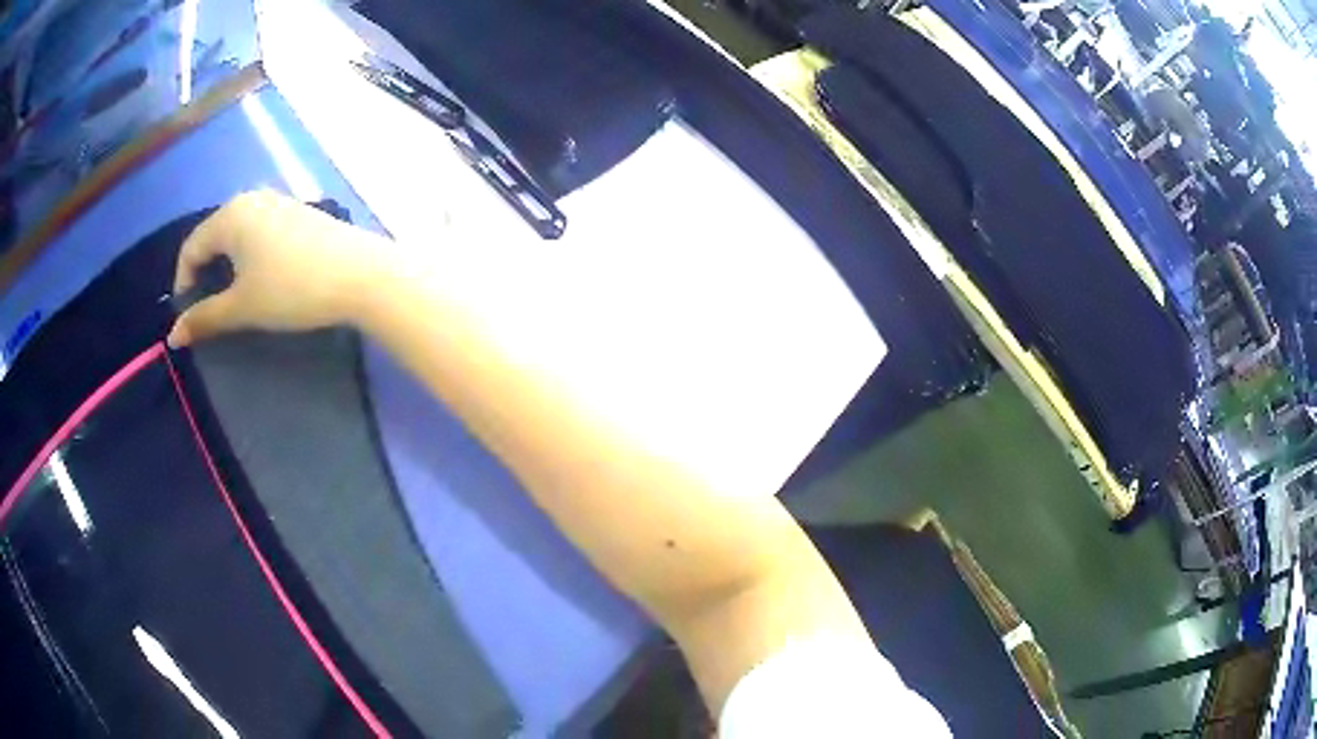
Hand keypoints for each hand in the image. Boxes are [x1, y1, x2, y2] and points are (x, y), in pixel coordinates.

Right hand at [167, 191, 388, 346]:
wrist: (361, 274)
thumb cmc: (292, 289)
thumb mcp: (242, 307)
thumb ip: (204, 318)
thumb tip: (173, 336)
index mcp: (231, 214)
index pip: (191, 248)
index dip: (183, 284)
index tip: (189, 317)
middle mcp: (252, 198)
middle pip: (213, 236)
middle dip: (205, 273)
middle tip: (210, 309)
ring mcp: (279, 201)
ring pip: (238, 234)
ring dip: (228, 265)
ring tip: (234, 297)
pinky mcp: (299, 212)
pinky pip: (260, 231)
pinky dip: (250, 255)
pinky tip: (262, 278)